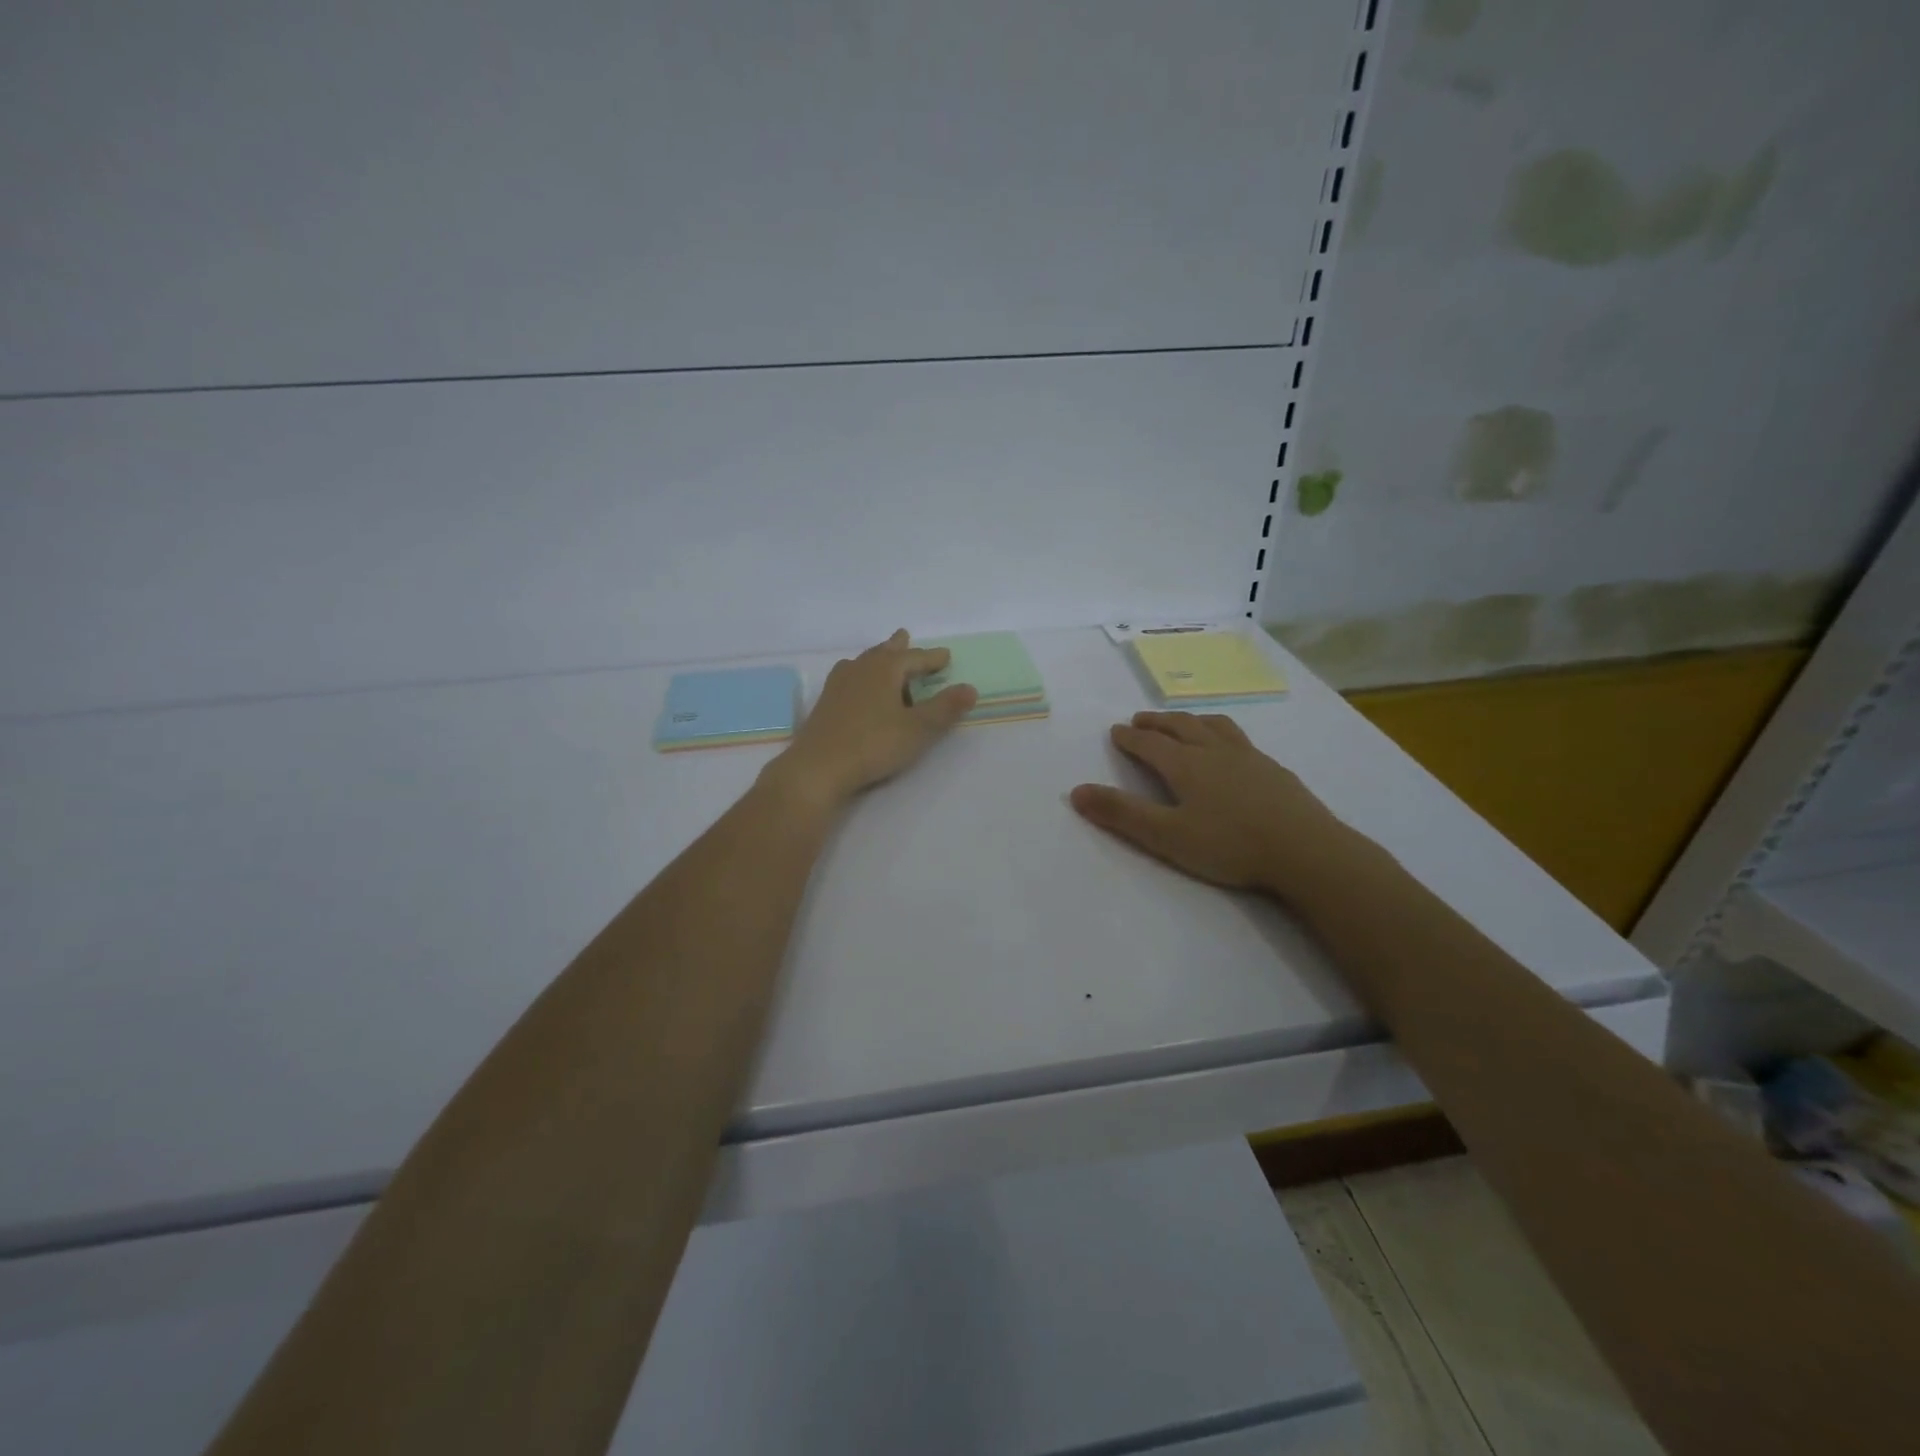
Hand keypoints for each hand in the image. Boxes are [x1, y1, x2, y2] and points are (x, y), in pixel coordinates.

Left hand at [769, 630, 977, 808]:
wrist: (818, 767)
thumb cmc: (874, 744)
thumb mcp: (918, 729)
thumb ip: (945, 708)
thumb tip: (970, 688)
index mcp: (885, 669)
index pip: (914, 658)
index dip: (932, 658)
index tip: (946, 656)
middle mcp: (860, 669)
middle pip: (883, 652)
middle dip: (898, 647)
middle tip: (905, 637)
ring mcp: (838, 685)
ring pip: (862, 663)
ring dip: (876, 659)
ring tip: (882, 658)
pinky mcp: (825, 703)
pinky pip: (849, 678)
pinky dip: (860, 676)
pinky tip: (856, 687)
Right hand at [1070, 711, 1340, 891]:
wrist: (1306, 851)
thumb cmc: (1230, 845)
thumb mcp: (1166, 836)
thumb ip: (1121, 814)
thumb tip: (1076, 791)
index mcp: (1186, 765)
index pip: (1150, 744)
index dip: (1130, 737)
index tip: (1116, 731)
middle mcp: (1215, 751)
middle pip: (1181, 727)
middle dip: (1156, 723)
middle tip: (1140, 720)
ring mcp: (1248, 757)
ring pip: (1213, 726)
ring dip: (1190, 720)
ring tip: (1182, 722)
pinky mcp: (1274, 770)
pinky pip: (1239, 738)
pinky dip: (1221, 733)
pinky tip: (1230, 749)